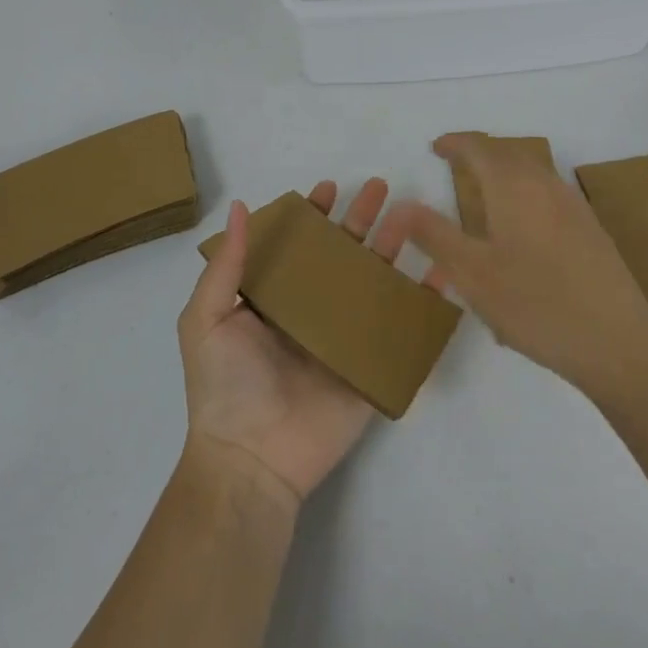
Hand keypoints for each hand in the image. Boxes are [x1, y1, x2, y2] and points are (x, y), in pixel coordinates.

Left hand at [178, 178, 434, 506]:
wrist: (252, 460)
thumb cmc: (225, 385)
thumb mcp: (207, 318)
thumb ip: (227, 264)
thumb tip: (240, 206)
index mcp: (275, 298)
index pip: (300, 246)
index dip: (314, 215)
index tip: (329, 187)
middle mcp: (312, 311)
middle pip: (343, 255)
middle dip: (361, 220)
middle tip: (380, 188)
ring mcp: (345, 338)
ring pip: (374, 281)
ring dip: (393, 247)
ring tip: (409, 214)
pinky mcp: (371, 366)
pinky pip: (401, 327)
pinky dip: (423, 301)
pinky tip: (440, 272)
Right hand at [380, 133, 647, 393]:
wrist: (618, 343)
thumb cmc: (537, 306)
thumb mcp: (473, 275)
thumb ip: (434, 235)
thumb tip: (401, 203)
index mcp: (513, 187)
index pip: (479, 148)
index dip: (455, 143)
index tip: (435, 148)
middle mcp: (545, 185)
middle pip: (508, 152)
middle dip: (480, 151)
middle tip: (455, 163)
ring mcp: (573, 205)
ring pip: (532, 169)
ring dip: (504, 168)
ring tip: (484, 189)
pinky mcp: (590, 228)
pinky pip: (548, 189)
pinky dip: (525, 187)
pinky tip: (522, 222)